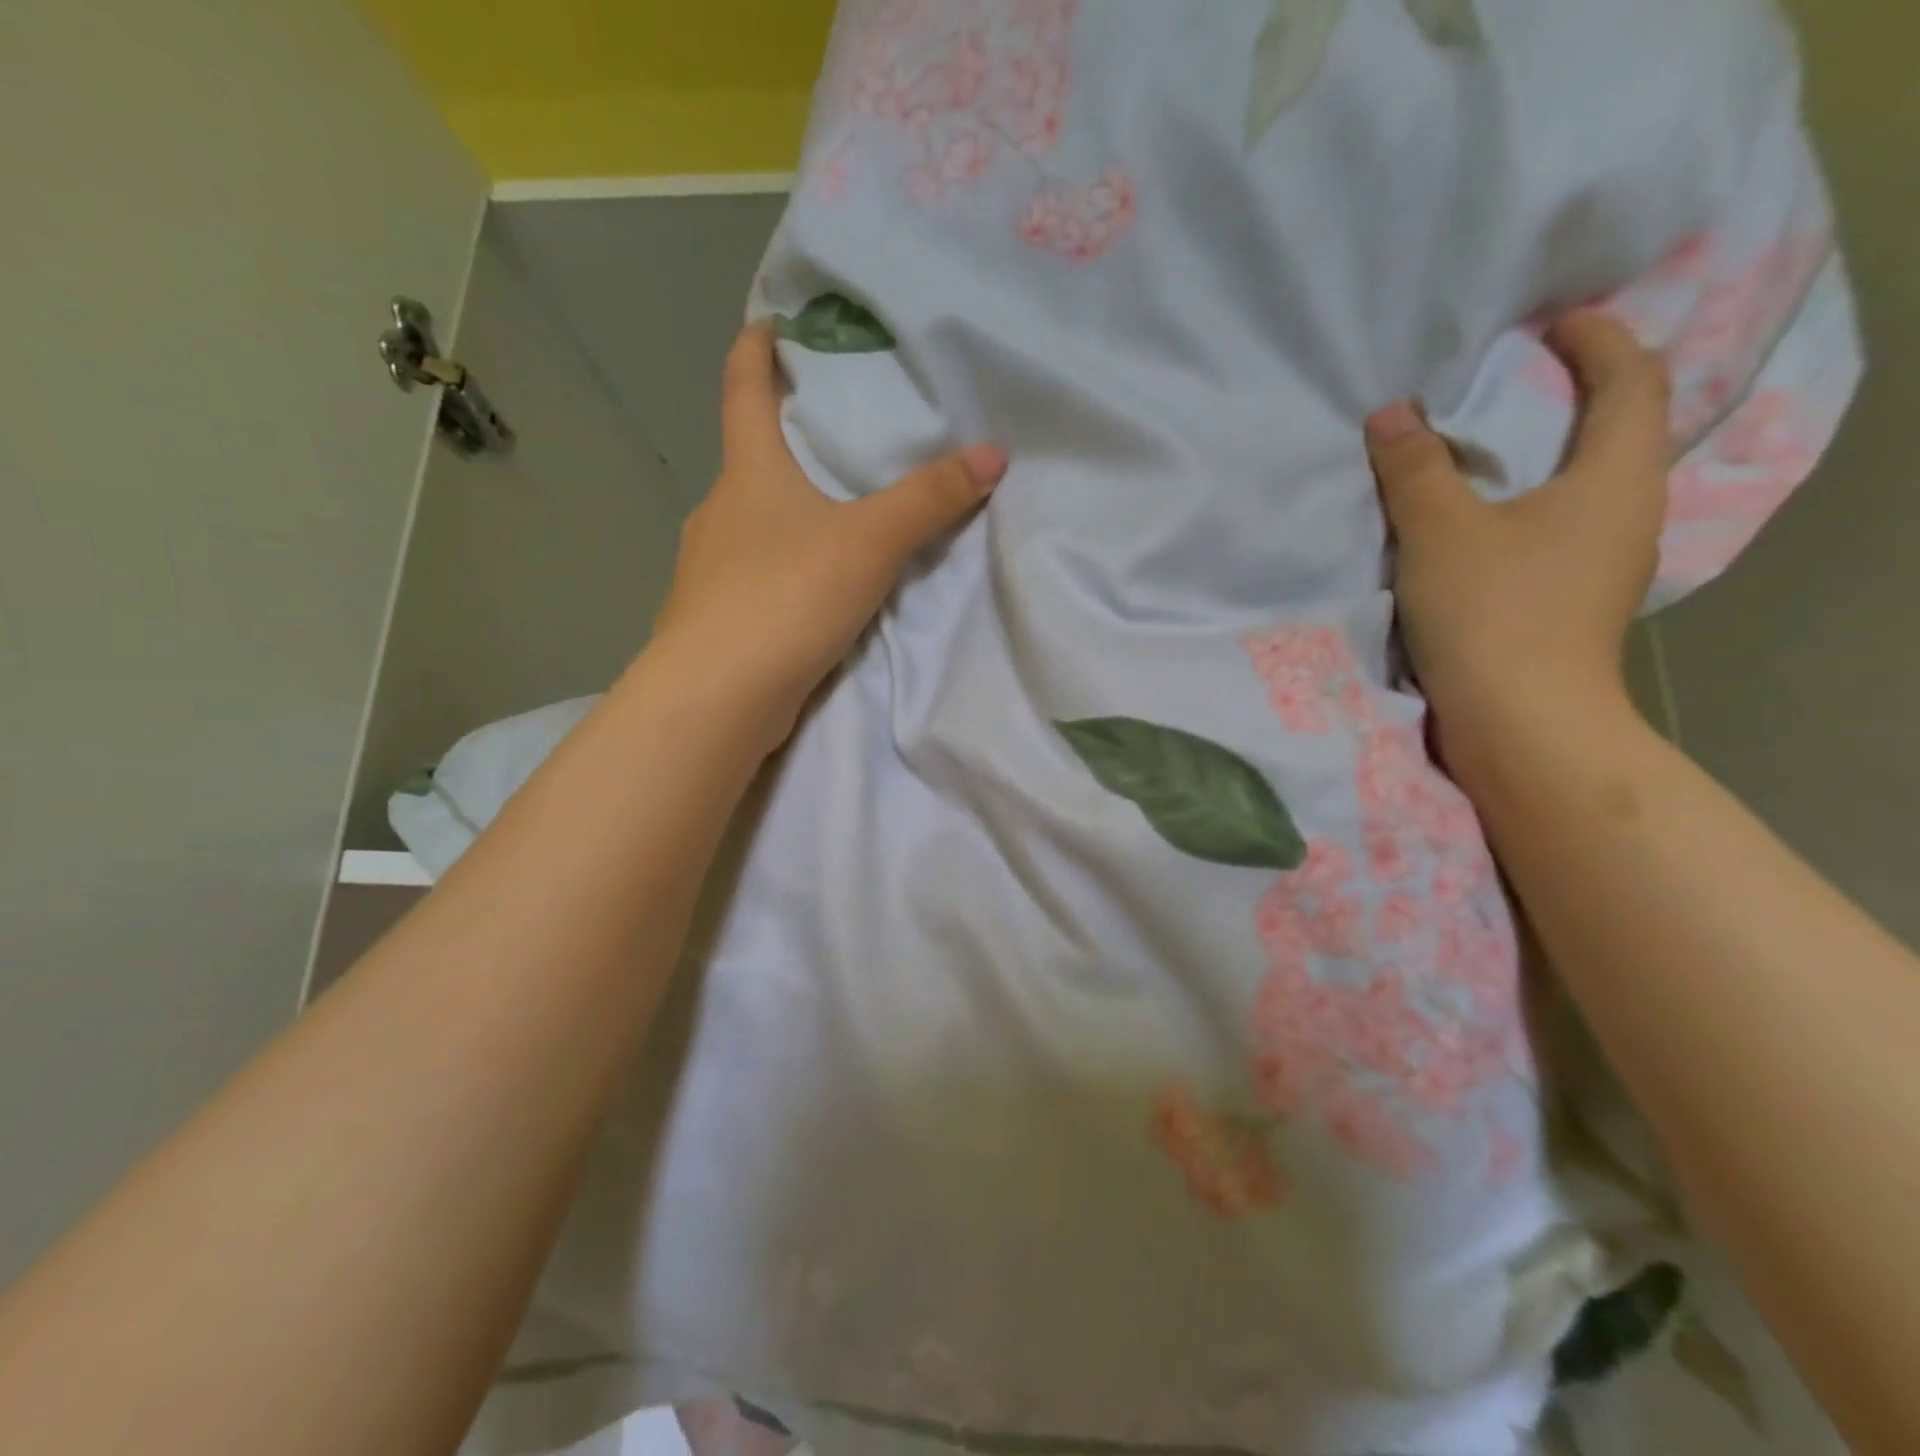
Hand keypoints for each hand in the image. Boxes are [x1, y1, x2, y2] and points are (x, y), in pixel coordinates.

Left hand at [652, 322, 1008, 753]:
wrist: (718, 696)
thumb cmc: (787, 596)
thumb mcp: (870, 544)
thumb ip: (930, 501)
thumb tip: (993, 453)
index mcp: (748, 474)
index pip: (743, 390)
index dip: (755, 350)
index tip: (770, 324)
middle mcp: (719, 512)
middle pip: (749, 461)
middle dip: (784, 444)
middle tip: (833, 439)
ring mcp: (708, 569)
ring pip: (750, 526)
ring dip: (784, 516)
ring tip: (831, 522)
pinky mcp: (714, 619)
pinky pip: (752, 577)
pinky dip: (779, 570)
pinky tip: (807, 593)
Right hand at [1364, 310, 1670, 770]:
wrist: (1521, 724)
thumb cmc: (1493, 612)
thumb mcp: (1440, 531)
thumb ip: (1415, 468)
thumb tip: (1394, 413)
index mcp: (1616, 477)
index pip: (1632, 380)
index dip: (1599, 340)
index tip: (1552, 324)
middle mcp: (1627, 512)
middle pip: (1617, 430)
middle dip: (1575, 394)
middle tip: (1512, 379)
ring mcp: (1604, 562)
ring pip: (1584, 485)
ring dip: (1544, 455)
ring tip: (1486, 446)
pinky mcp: (1572, 600)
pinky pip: (1557, 526)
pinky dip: (1526, 504)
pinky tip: (1480, 518)